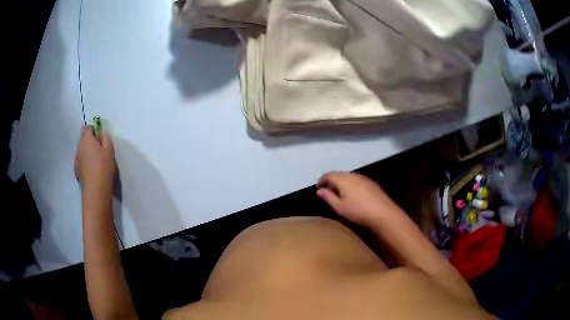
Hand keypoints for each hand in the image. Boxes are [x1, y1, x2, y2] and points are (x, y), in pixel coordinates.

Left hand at [75, 126, 115, 194]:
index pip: (87, 128)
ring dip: (86, 152)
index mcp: (87, 139)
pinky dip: (84, 162)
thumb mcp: (109, 149)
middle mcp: (79, 146)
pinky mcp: (76, 170)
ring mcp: (76, 159)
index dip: (93, 129)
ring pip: (81, 150)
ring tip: (95, 161)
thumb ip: (105, 137)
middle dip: (89, 141)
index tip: (99, 137)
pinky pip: (80, 161)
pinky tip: (91, 170)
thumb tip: (102, 132)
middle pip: (83, 138)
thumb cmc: (103, 166)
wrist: (95, 189)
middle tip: (99, 149)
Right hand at [317, 172, 399, 227]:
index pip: (328, 175)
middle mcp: (353, 175)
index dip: (321, 180)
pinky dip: (350, 185)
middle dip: (331, 181)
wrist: (383, 213)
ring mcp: (363, 178)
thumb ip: (328, 197)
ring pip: (348, 177)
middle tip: (327, 191)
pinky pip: (356, 180)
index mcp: (343, 179)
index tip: (318, 188)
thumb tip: (319, 190)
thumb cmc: (358, 211)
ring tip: (339, 194)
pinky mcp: (371, 183)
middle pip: (338, 174)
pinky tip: (353, 195)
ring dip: (341, 183)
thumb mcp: (339, 208)